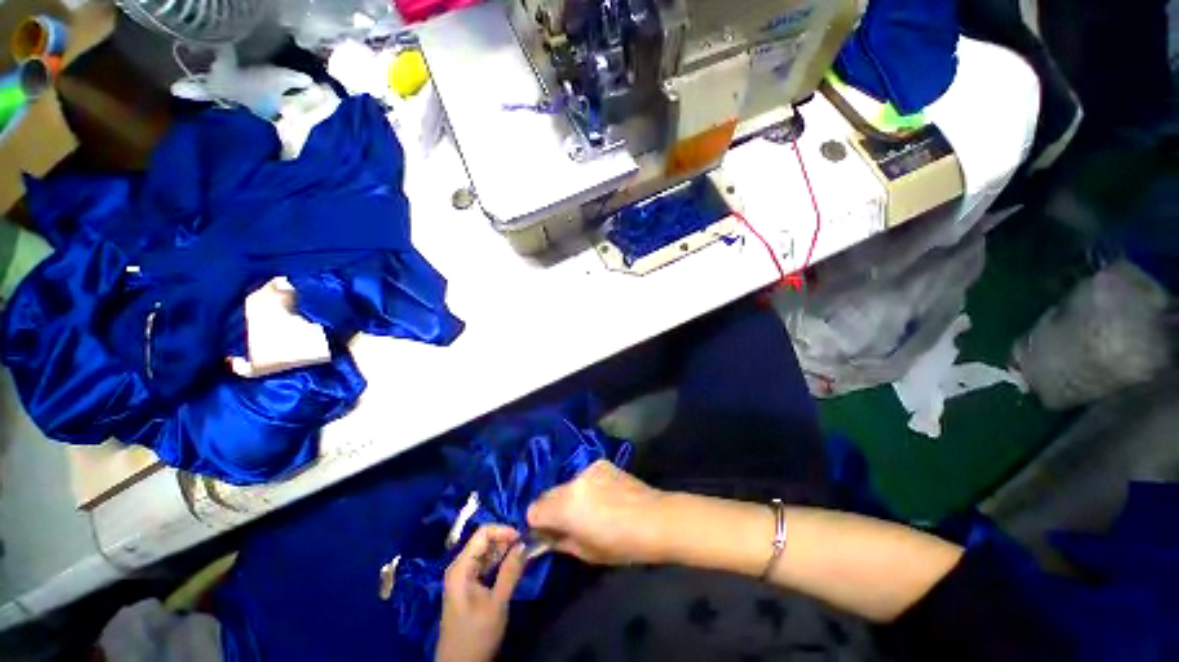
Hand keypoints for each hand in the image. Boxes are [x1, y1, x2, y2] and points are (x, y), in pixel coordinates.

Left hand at [436, 525, 526, 661]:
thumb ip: (510, 571)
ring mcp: (463, 576)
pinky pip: (485, 565)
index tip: (523, 538)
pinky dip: (499, 562)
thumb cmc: (476, 635)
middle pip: (484, 540)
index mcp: (461, 567)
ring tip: (523, 554)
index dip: (504, 530)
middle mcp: (460, 566)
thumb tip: (525, 543)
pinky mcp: (468, 586)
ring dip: (504, 550)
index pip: (483, 533)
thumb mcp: (497, 603)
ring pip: (486, 552)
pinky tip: (512, 566)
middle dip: (506, 540)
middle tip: (527, 546)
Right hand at [527, 460, 668, 565]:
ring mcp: (588, 469)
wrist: (654, 518)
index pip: (534, 509)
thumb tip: (544, 536)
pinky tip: (606, 496)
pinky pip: (585, 476)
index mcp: (565, 505)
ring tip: (593, 508)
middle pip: (549, 494)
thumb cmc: (620, 544)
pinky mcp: (602, 463)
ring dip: (572, 496)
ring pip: (568, 484)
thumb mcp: (585, 553)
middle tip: (569, 522)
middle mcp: (572, 481)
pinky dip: (588, 486)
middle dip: (553, 508)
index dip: (537, 522)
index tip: (548, 532)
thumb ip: (558, 541)